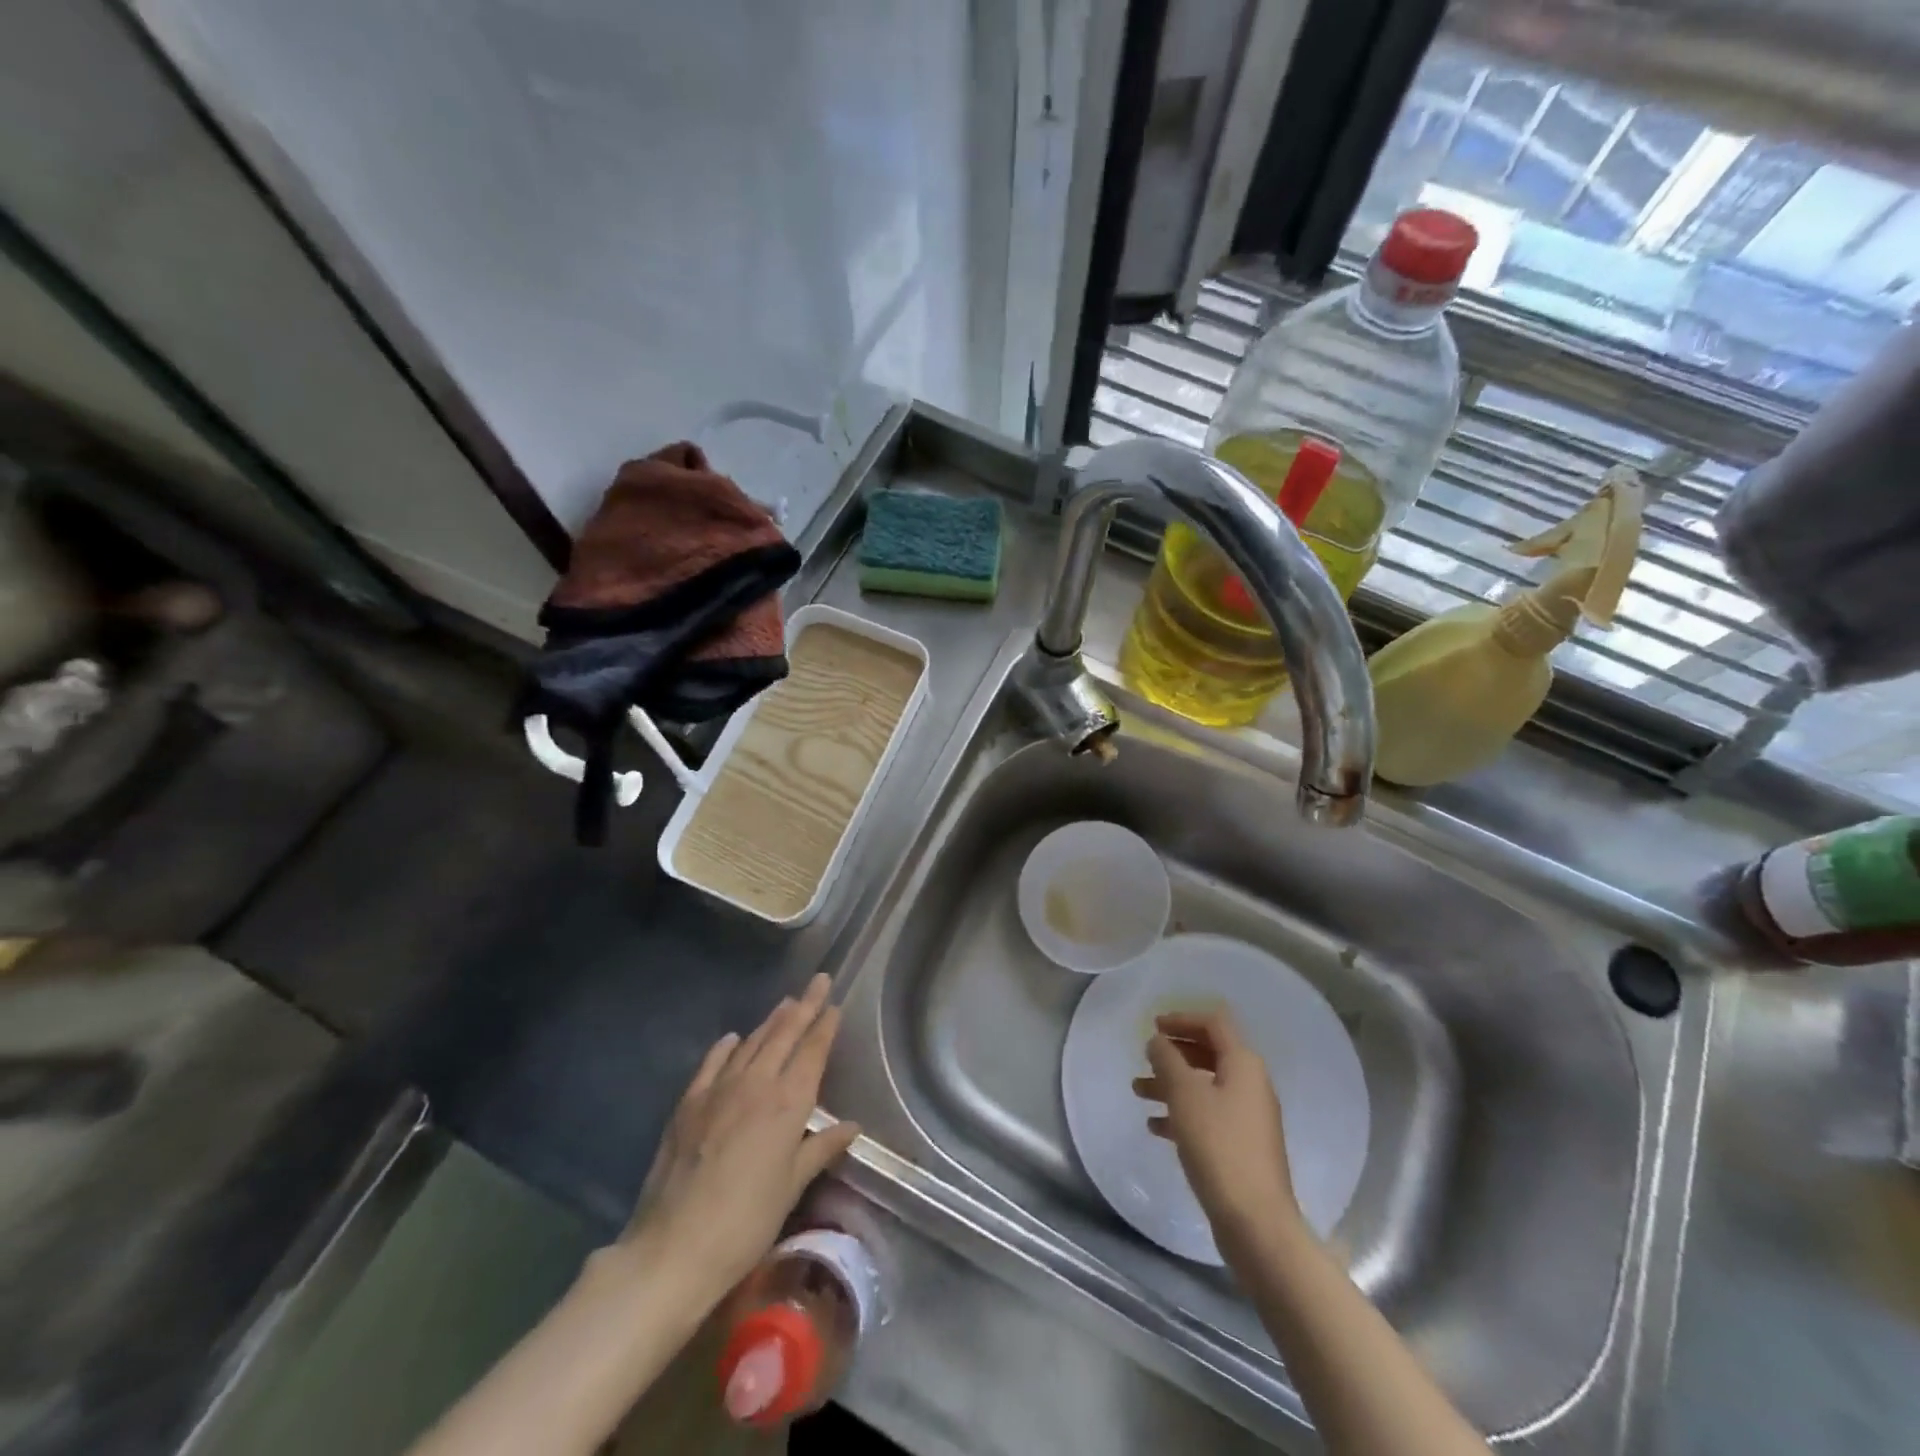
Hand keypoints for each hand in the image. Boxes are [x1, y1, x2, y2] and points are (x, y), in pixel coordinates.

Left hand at [622, 973, 859, 1310]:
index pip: (812, 1052)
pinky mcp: (689, 1102)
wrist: (673, 1248)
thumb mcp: (791, 1188)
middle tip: (819, 980)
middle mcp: (757, 1084)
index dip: (825, 1026)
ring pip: (752, 1042)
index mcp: (788, 1104)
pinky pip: (712, 1062)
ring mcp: (719, 1089)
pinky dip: (727, 1046)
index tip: (834, 1004)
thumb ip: (820, 1149)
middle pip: (785, 1034)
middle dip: (804, 1006)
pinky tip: (733, 1038)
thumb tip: (851, 1126)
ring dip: (771, 1021)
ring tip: (786, 1003)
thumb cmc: (746, 1224)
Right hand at [1133, 1009, 1299, 1254]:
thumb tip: (1158, 1041)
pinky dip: (1181, 1113)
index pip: (1214, 1023)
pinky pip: (1208, 1116)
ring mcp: (1248, 1118)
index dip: (1183, 1018)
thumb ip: (1167, 1060)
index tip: (1153, 1026)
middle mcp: (1251, 1084)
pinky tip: (1155, 1126)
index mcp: (1243, 1064)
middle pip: (1209, 1053)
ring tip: (1138, 1091)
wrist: (1256, 1222)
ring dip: (1172, 1083)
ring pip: (1205, 1086)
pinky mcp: (1241, 1146)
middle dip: (1174, 1053)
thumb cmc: (1218, 1146)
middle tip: (1145, 1056)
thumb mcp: (1185, 1095)